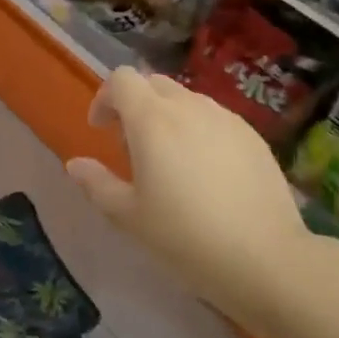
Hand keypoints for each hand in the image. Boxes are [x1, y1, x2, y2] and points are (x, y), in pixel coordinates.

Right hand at [66, 68, 313, 325]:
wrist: (263, 257)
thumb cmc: (184, 237)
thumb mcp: (129, 216)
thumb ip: (97, 184)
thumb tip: (75, 164)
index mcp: (153, 121)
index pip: (122, 80)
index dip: (105, 98)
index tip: (100, 131)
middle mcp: (190, 107)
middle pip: (154, 84)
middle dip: (135, 106)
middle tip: (132, 150)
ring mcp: (227, 119)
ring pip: (187, 100)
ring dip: (167, 118)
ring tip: (169, 163)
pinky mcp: (253, 136)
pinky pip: (215, 118)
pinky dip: (198, 131)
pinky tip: (205, 173)